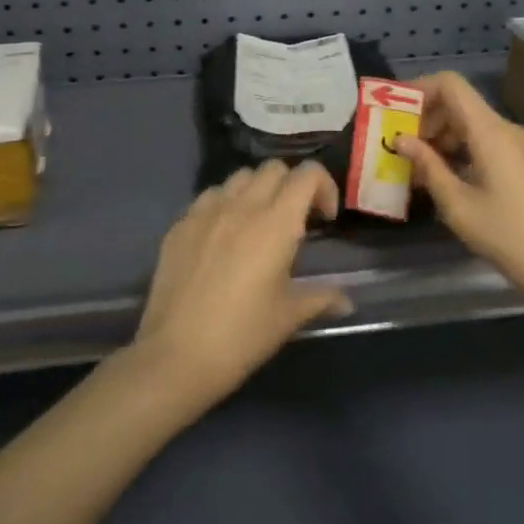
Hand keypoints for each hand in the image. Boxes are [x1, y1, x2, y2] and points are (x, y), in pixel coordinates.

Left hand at [132, 160, 352, 412]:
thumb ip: (322, 297)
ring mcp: (206, 211)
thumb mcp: (289, 316)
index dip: (324, 186)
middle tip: (296, 220)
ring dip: (257, 190)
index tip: (324, 219)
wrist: (176, 355)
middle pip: (274, 168)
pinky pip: (209, 196)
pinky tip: (224, 236)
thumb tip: (347, 300)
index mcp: (275, 223)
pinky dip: (225, 204)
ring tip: (259, 224)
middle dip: (292, 185)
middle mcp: (241, 205)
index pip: (307, 174)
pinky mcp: (180, 224)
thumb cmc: (242, 335)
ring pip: (240, 177)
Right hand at [392, 72, 523, 305]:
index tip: (395, 111)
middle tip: (403, 149)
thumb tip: (401, 139)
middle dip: (428, 120)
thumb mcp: (458, 206)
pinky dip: (467, 151)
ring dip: (446, 138)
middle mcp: (511, 129)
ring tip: (423, 170)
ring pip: (477, 126)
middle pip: (462, 105)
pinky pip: (493, 143)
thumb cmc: (509, 238)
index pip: (452, 85)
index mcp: (492, 132)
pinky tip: (453, 181)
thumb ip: (428, 166)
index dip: (420, 89)